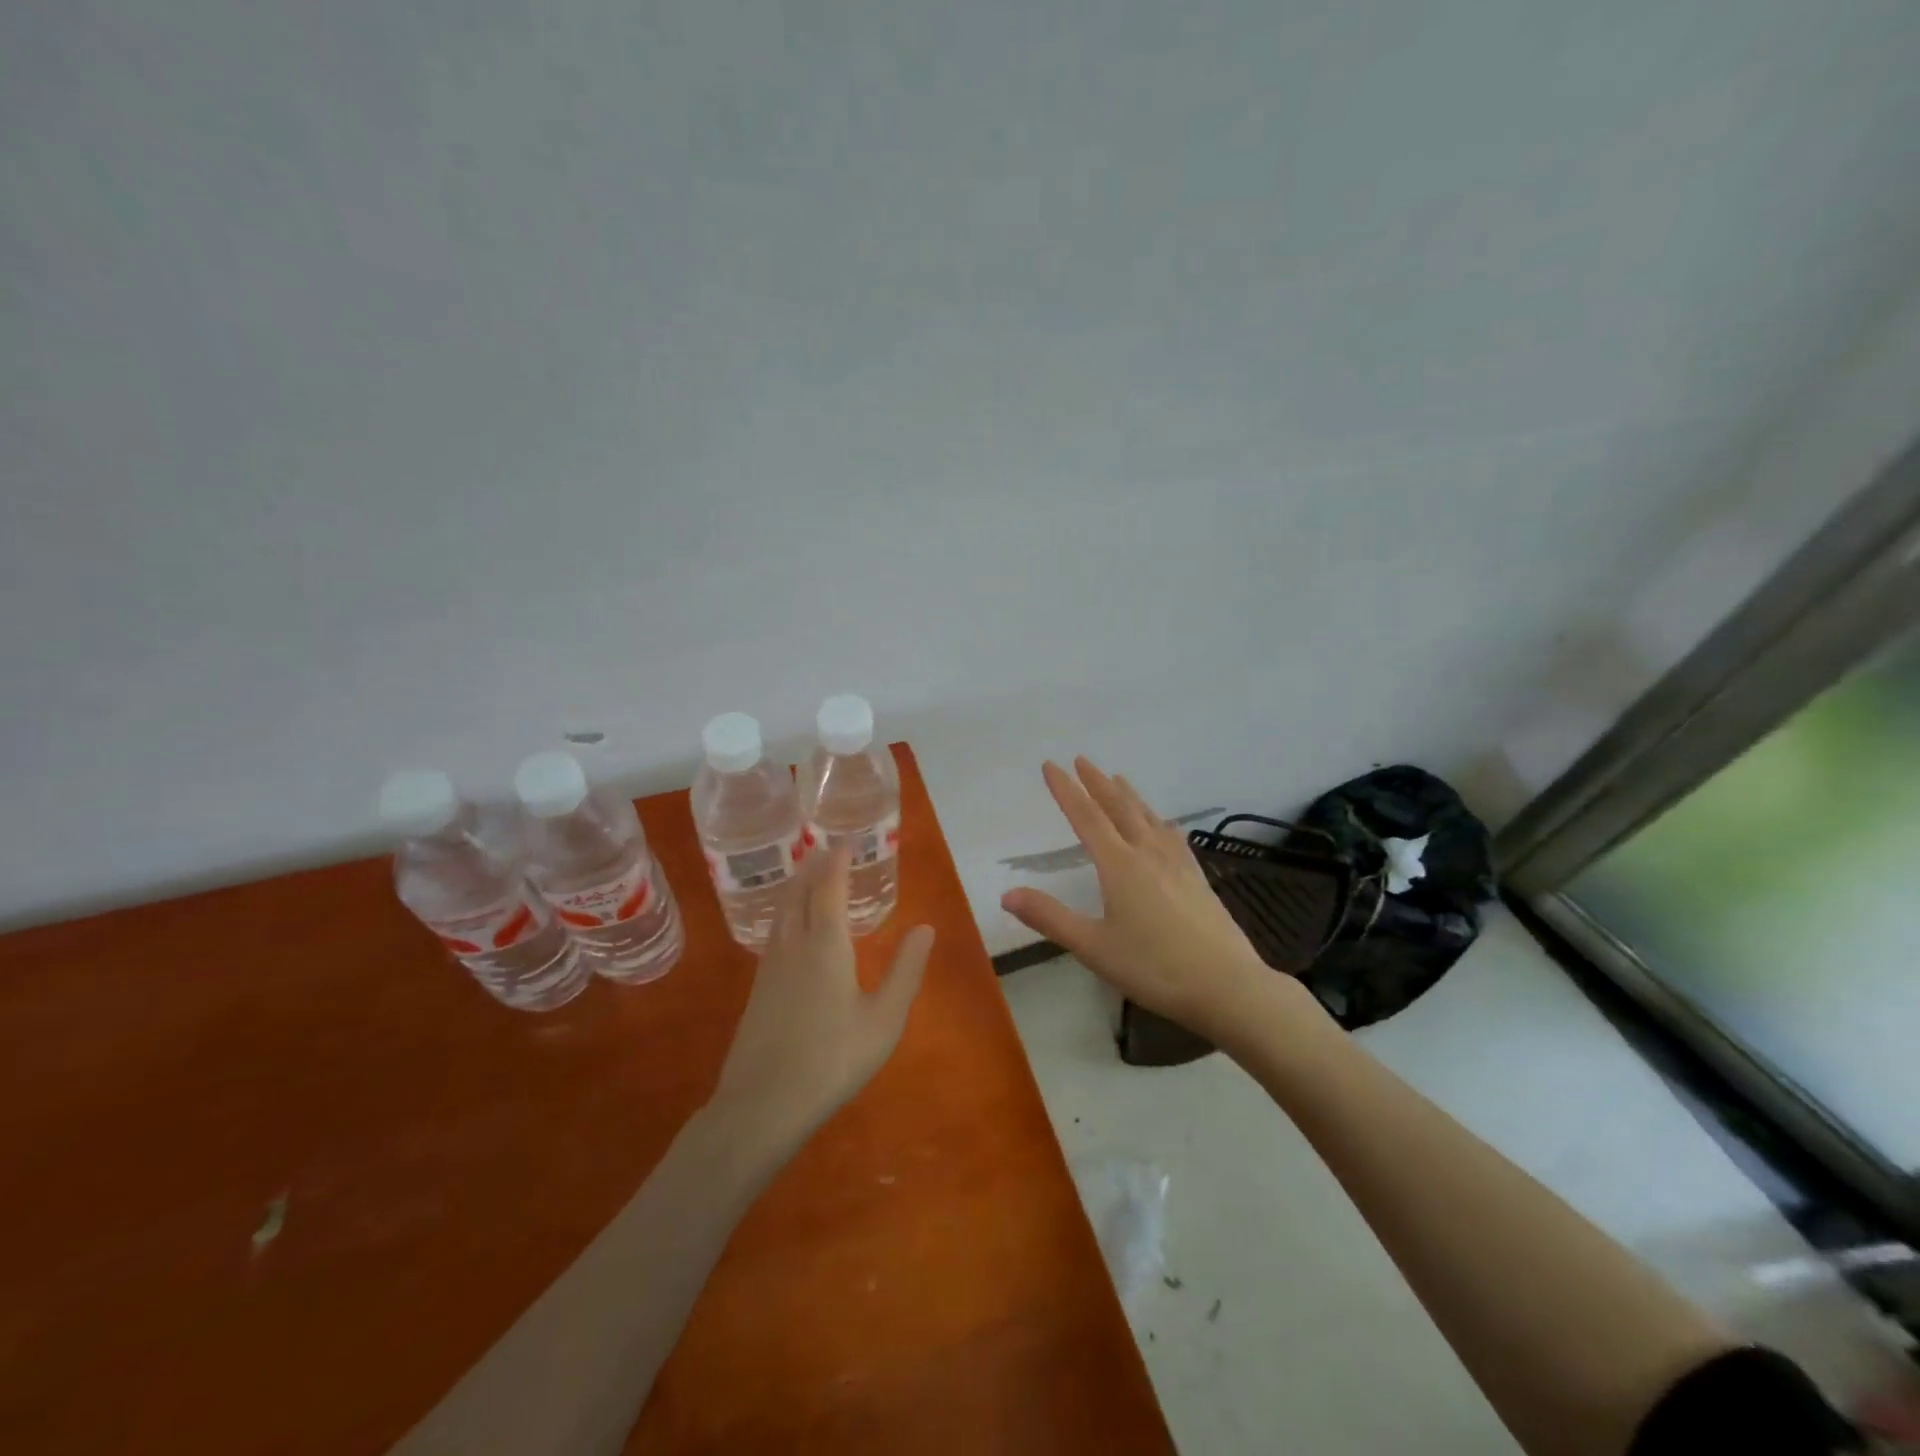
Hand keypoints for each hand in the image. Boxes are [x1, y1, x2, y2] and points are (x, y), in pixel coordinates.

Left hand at [710, 842, 934, 1154]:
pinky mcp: (759, 988)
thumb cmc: (833, 1059)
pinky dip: (786, 913)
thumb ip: (906, 970)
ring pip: (782, 911)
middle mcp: (794, 944)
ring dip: (796, 886)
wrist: (763, 1104)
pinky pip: (774, 932)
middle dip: (812, 866)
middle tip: (824, 848)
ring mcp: (771, 966)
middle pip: (799, 892)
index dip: (837, 860)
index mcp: (826, 944)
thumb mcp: (884, 1018)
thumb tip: (926, 927)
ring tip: (807, 875)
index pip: (829, 887)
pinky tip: (790, 927)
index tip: (845, 839)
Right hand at [1001, 757, 1279, 1044]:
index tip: (1051, 765)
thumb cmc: (1154, 967)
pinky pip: (1173, 836)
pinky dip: (1159, 820)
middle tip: (1082, 760)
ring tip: (1118, 779)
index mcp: (1119, 865)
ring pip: (1148, 817)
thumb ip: (1050, 918)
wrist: (1228, 985)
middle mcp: (1148, 853)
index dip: (1066, 790)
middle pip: (1119, 807)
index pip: (1086, 817)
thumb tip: (1007, 893)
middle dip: (1097, 782)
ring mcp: (1178, 864)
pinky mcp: (1198, 878)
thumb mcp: (1093, 947)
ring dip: (1128, 795)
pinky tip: (1164, 825)